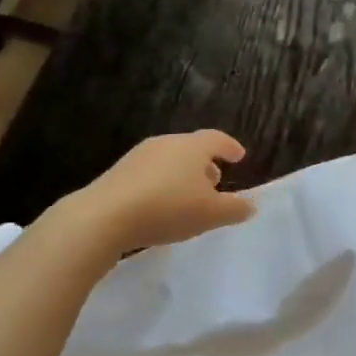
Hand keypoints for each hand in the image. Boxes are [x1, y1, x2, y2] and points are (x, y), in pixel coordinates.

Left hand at [72, 130, 254, 252]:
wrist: (104, 216)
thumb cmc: (168, 208)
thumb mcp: (211, 214)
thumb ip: (234, 209)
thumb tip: (250, 205)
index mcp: (192, 147)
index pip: (217, 139)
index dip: (230, 147)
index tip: (239, 156)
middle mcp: (166, 143)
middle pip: (192, 148)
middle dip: (206, 163)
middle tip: (215, 181)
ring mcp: (139, 156)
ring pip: (170, 160)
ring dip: (183, 174)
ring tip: (188, 196)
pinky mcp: (119, 172)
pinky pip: (150, 173)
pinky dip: (162, 183)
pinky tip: (160, 205)